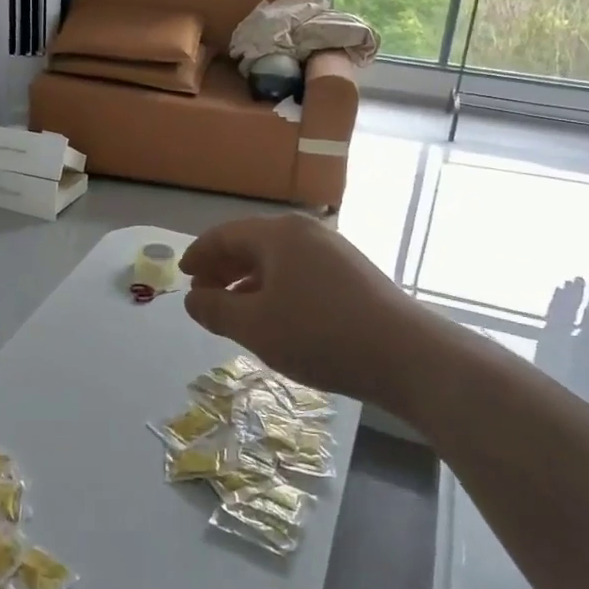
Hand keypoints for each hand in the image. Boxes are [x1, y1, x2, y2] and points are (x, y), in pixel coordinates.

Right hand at [180, 215, 426, 404]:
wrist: (407, 355)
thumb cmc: (320, 334)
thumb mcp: (255, 327)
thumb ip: (216, 311)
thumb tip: (192, 300)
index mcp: (278, 234)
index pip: (225, 235)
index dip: (198, 254)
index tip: (182, 275)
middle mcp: (305, 232)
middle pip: (252, 243)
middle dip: (223, 268)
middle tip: (203, 295)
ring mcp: (334, 251)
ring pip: (278, 260)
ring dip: (249, 281)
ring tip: (234, 310)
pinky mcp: (353, 274)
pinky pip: (300, 272)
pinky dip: (277, 288)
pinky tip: (276, 316)